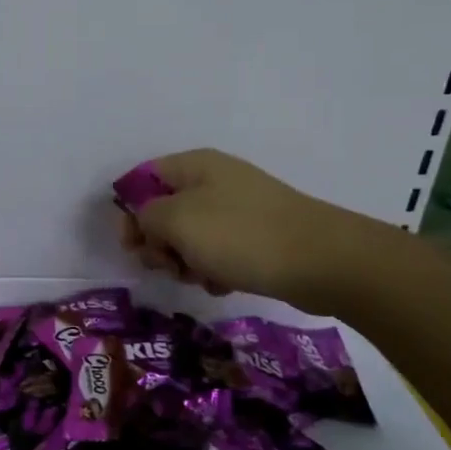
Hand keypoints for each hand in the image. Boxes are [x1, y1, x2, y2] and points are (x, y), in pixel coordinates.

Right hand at [117, 148, 388, 313]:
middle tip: (167, 266)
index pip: (142, 179)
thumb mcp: (177, 220)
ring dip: (185, 261)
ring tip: (200, 278)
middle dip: (158, 243)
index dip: (128, 211)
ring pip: (190, 236)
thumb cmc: (240, 234)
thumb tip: (146, 223)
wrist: (321, 260)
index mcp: (193, 165)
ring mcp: (238, 208)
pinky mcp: (257, 236)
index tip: (132, 246)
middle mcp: (214, 180)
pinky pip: (218, 252)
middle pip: (164, 211)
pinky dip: (213, 269)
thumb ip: (146, 217)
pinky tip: (223, 284)